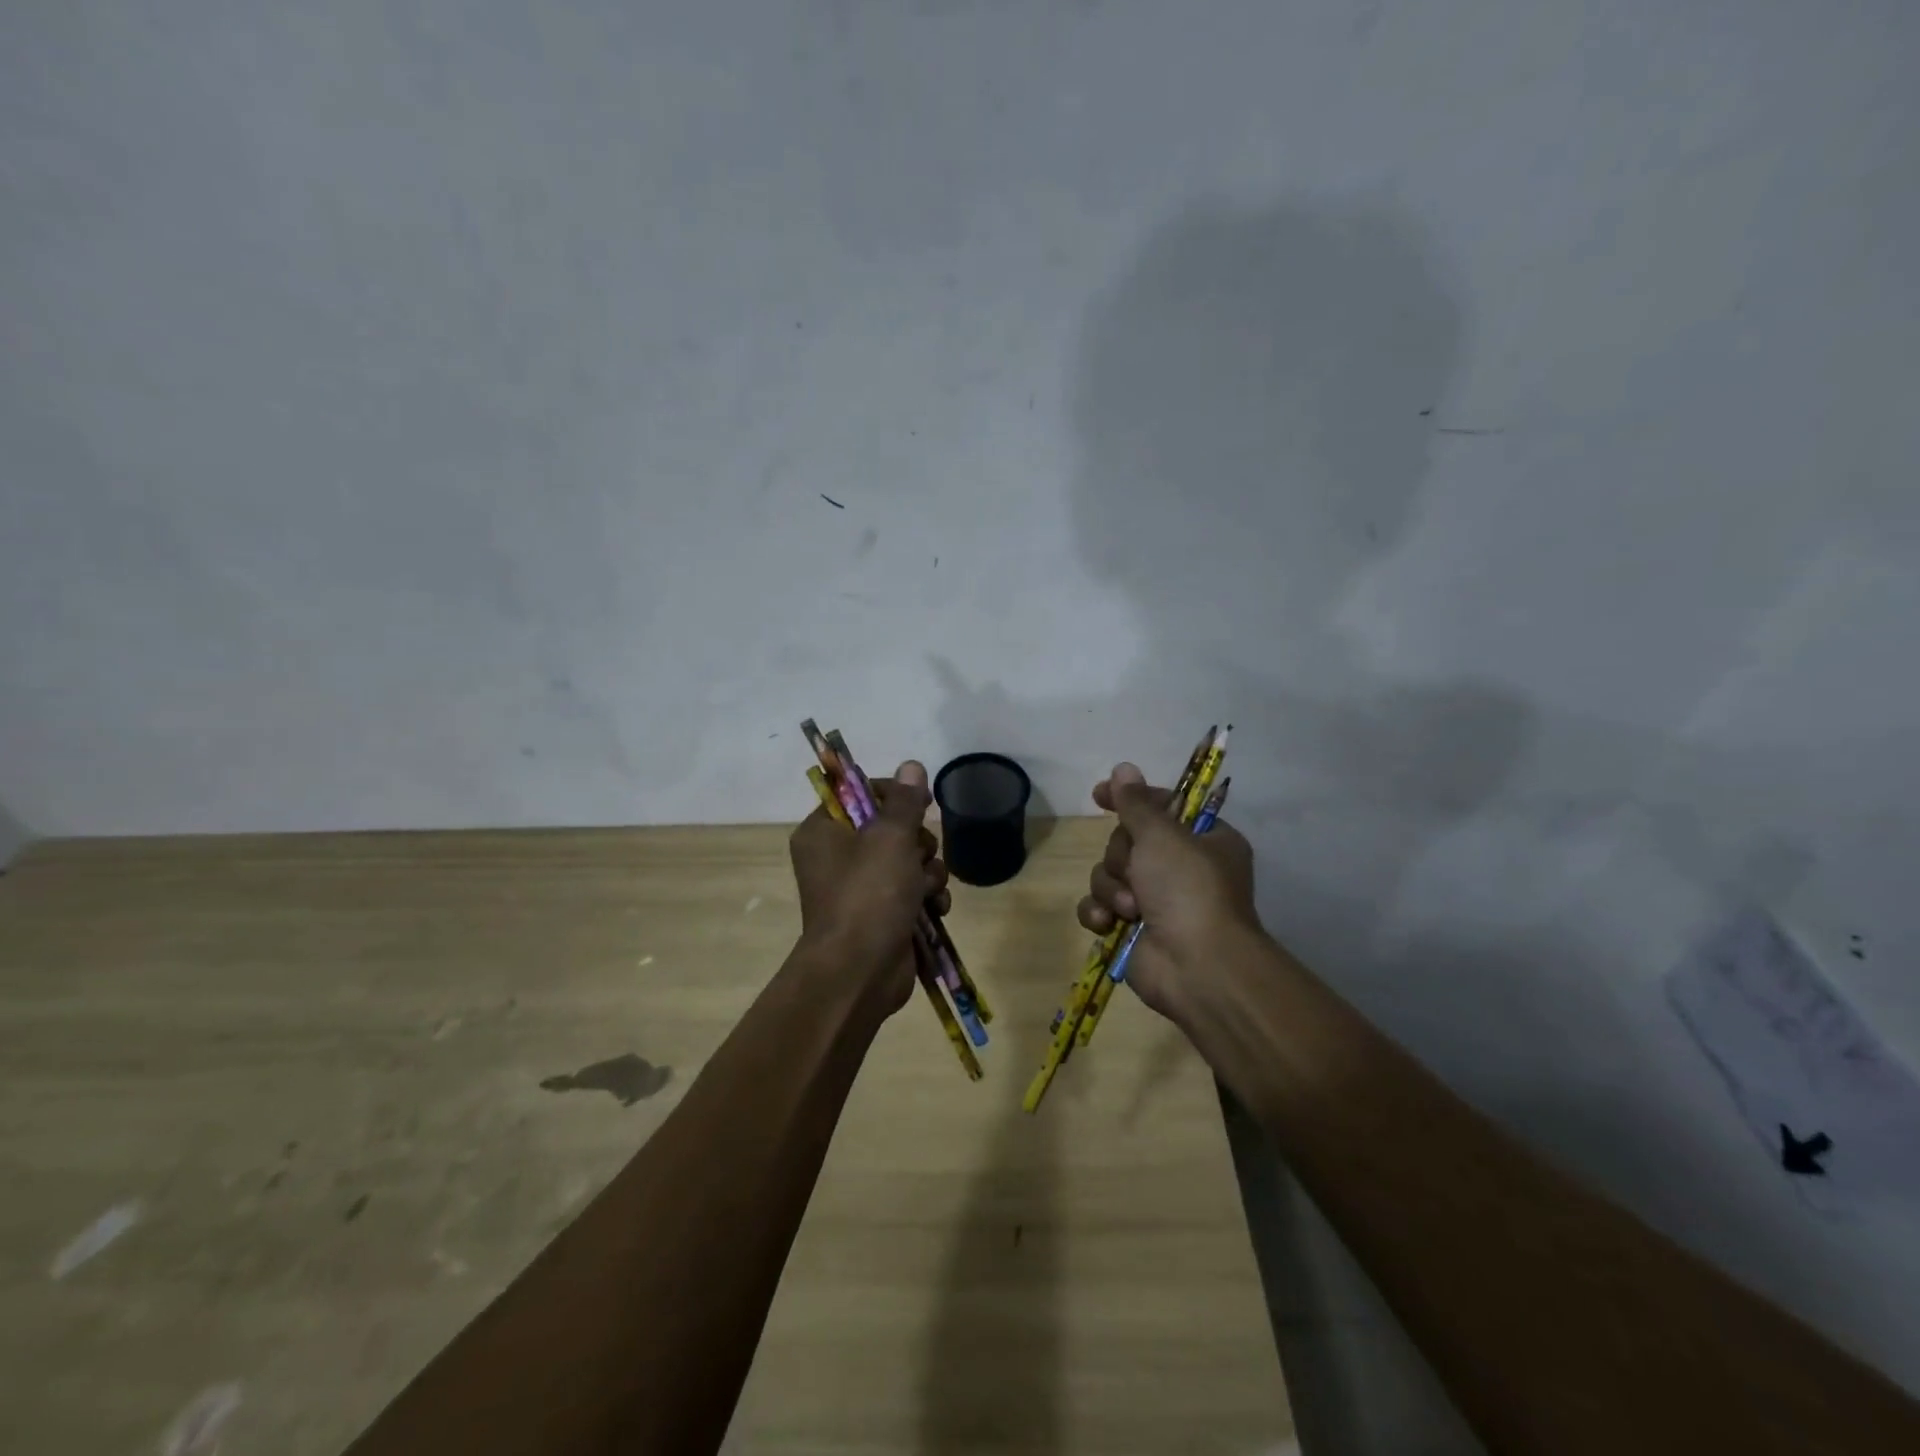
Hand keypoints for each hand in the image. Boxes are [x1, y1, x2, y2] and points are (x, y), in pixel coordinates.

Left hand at [789, 761, 950, 1012]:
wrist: (860, 972)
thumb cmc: (868, 895)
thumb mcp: (889, 837)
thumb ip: (904, 800)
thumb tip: (912, 765)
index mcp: (824, 831)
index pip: (860, 794)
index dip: (893, 794)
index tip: (919, 802)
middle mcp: (838, 856)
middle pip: (892, 828)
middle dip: (917, 842)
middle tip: (917, 855)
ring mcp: (862, 888)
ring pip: (910, 860)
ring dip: (927, 872)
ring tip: (924, 890)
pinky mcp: (883, 914)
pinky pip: (914, 891)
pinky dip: (927, 898)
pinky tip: (933, 909)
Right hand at [1076, 762, 1261, 1023]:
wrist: (1196, 967)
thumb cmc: (1188, 889)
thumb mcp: (1163, 835)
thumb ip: (1137, 802)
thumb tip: (1123, 768)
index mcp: (1202, 840)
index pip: (1160, 806)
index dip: (1129, 799)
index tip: (1099, 794)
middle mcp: (1180, 868)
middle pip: (1127, 842)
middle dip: (1122, 857)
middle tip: (1135, 871)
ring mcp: (1156, 901)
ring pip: (1109, 874)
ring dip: (1112, 888)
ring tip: (1131, 908)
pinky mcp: (1132, 929)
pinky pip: (1100, 907)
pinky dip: (1100, 913)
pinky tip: (1108, 923)